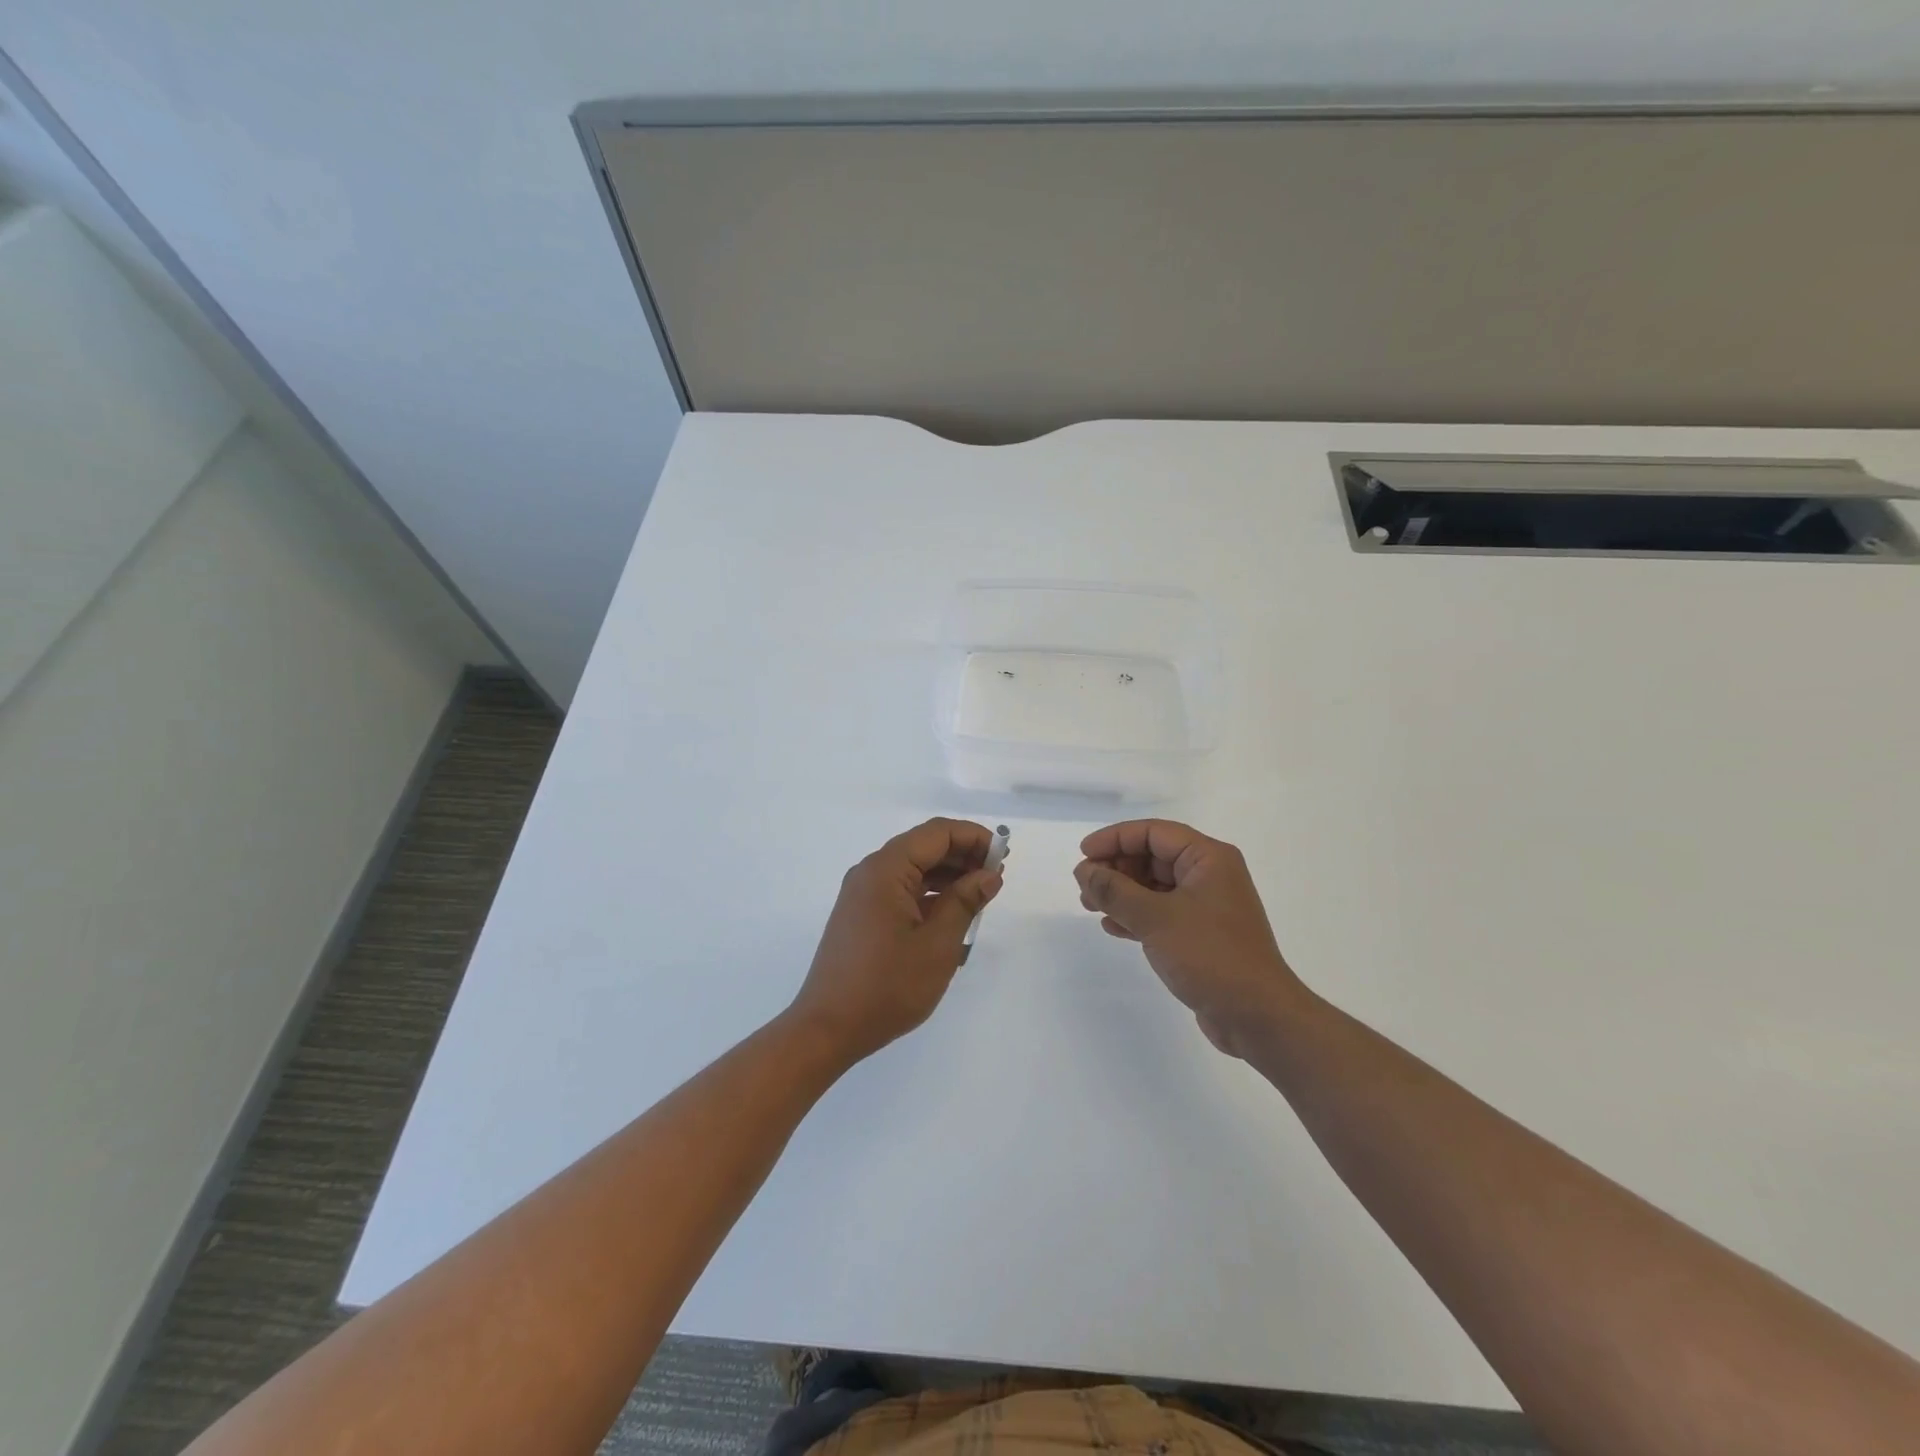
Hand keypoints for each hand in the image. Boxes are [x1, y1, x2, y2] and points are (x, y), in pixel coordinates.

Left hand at [788, 818, 1002, 1064]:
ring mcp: (863, 894)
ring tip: (981, 894)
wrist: (827, 1028)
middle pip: (923, 846)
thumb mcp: (937, 944)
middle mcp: (871, 872)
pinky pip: (901, 889)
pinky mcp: (862, 914)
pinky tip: (953, 912)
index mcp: (886, 869)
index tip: (1003, 855)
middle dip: (963, 855)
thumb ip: (965, 902)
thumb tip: (989, 874)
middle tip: (997, 876)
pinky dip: (930, 893)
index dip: (973, 837)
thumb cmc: (887, 986)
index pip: (936, 833)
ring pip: (913, 868)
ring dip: (948, 875)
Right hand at [1075, 820, 1309, 1057]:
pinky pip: (1161, 912)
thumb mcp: (1155, 918)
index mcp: (1209, 858)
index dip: (1115, 838)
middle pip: (1153, 856)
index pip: (1154, 832)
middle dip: (1116, 868)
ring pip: (1154, 886)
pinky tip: (1112, 927)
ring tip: (1089, 906)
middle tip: (1084, 886)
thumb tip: (1084, 870)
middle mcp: (1210, 875)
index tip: (1084, 854)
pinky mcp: (1202, 934)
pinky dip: (1136, 915)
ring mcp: (1207, 906)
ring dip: (1121, 893)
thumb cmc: (1210, 956)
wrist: (1258, 1016)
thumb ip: (1114, 890)